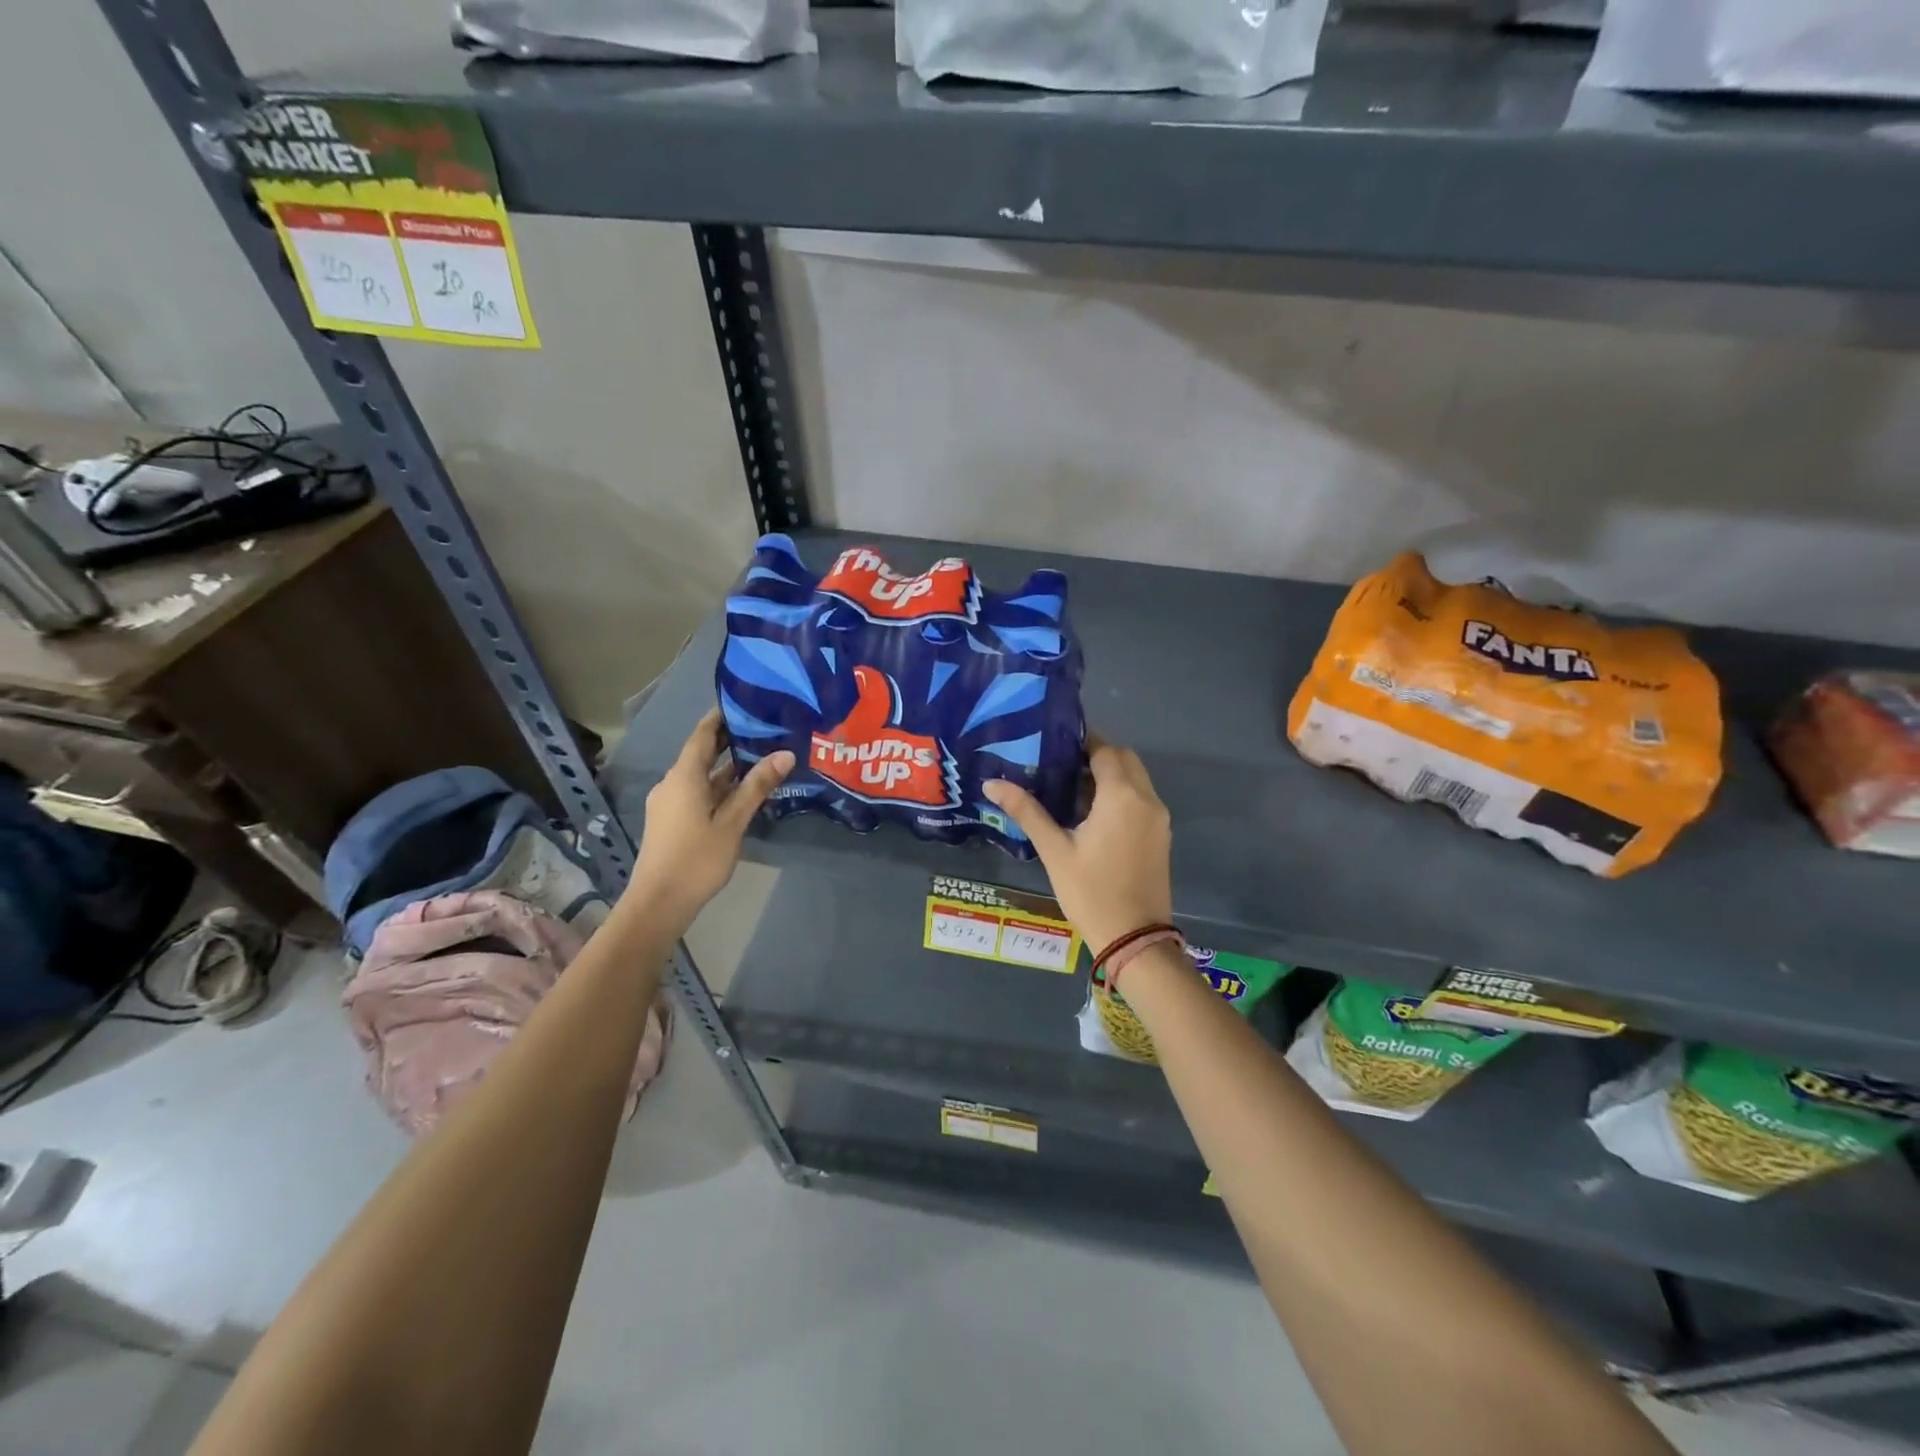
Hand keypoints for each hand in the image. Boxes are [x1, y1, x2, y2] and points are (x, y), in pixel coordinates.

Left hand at [628, 709, 792, 932]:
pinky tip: (743, 792)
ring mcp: (670, 803)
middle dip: (729, 741)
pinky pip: (697, 793)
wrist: (658, 903)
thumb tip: (785, 753)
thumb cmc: (696, 859)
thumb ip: (757, 787)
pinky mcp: (672, 821)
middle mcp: (673, 783)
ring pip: (702, 776)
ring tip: (761, 757)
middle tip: (763, 728)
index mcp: (684, 777)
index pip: (702, 735)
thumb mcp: (732, 822)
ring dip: (727, 767)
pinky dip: (719, 787)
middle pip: (702, 754)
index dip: (720, 717)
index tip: (744, 702)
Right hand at [983, 734, 1172, 952]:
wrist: (1134, 939)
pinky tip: (1091, 811)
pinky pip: (1141, 799)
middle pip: (1124, 759)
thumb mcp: (1054, 850)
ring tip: (1070, 786)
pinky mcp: (1161, 835)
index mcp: (1122, 796)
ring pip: (1136, 779)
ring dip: (1109, 774)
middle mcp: (1146, 799)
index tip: (1053, 741)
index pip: (1104, 750)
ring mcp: (1158, 818)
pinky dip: (1121, 793)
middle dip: (1096, 755)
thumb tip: (992, 783)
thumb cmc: (1090, 892)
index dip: (1081, 740)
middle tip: (1060, 763)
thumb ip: (1027, 811)